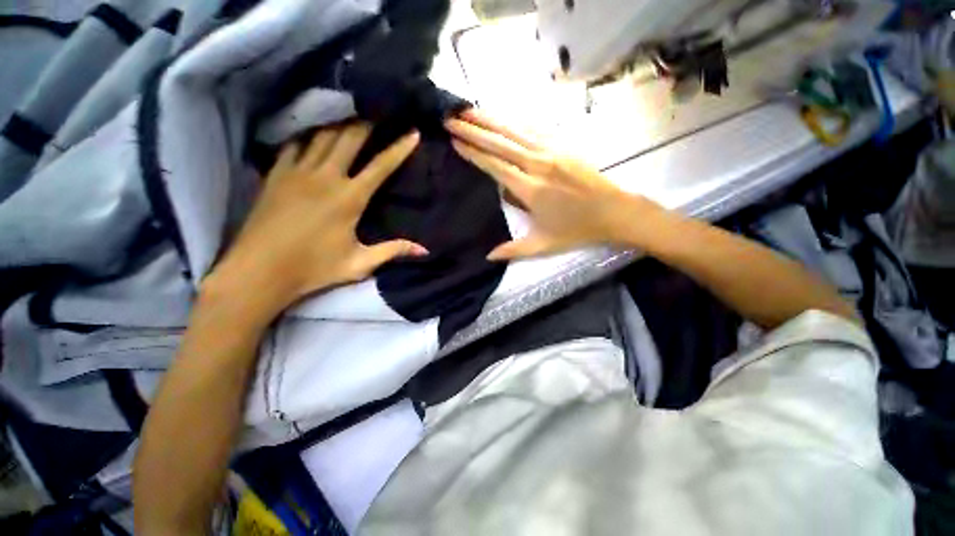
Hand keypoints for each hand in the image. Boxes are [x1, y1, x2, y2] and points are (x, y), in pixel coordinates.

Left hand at [205, 122, 425, 320]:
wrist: (260, 271)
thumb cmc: (314, 268)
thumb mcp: (360, 263)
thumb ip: (393, 251)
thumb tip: (424, 250)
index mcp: (350, 198)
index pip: (381, 166)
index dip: (399, 148)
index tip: (413, 132)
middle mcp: (326, 177)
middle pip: (350, 138)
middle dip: (368, 121)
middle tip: (380, 107)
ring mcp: (298, 171)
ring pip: (322, 135)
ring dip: (340, 121)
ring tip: (351, 110)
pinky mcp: (277, 173)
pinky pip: (294, 143)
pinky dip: (307, 132)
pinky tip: (314, 128)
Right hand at [445, 110, 664, 260]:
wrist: (615, 212)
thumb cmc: (577, 230)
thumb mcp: (543, 245)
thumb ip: (514, 250)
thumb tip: (488, 257)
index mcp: (531, 189)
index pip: (496, 165)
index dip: (474, 152)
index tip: (455, 140)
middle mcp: (539, 164)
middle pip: (501, 142)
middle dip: (474, 129)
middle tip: (451, 117)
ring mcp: (553, 151)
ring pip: (516, 131)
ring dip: (491, 119)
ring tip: (469, 110)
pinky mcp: (563, 146)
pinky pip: (534, 129)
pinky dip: (515, 121)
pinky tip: (503, 116)